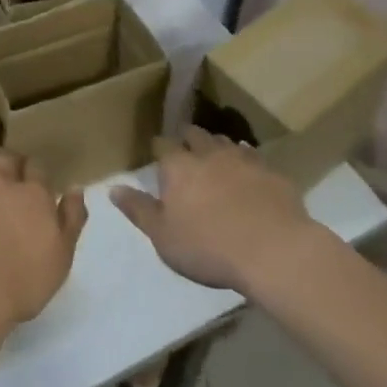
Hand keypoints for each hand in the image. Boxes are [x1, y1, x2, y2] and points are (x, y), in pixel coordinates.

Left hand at [0, 150, 86, 339]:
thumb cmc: (23, 281)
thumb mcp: (62, 256)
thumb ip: (72, 218)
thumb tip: (75, 188)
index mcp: (33, 194)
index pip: (37, 167)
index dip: (35, 170)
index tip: (35, 180)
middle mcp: (2, 183)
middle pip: (6, 157)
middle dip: (10, 160)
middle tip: (11, 171)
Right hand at [111, 128, 315, 292]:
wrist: (274, 251)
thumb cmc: (209, 247)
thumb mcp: (163, 237)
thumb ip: (138, 210)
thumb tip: (113, 188)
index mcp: (178, 166)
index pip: (162, 145)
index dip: (159, 149)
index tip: (159, 157)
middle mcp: (208, 153)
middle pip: (195, 135)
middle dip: (189, 140)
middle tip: (187, 155)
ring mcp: (243, 159)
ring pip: (225, 142)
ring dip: (218, 148)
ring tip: (217, 161)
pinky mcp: (272, 172)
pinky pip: (255, 158)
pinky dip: (248, 161)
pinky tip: (250, 173)